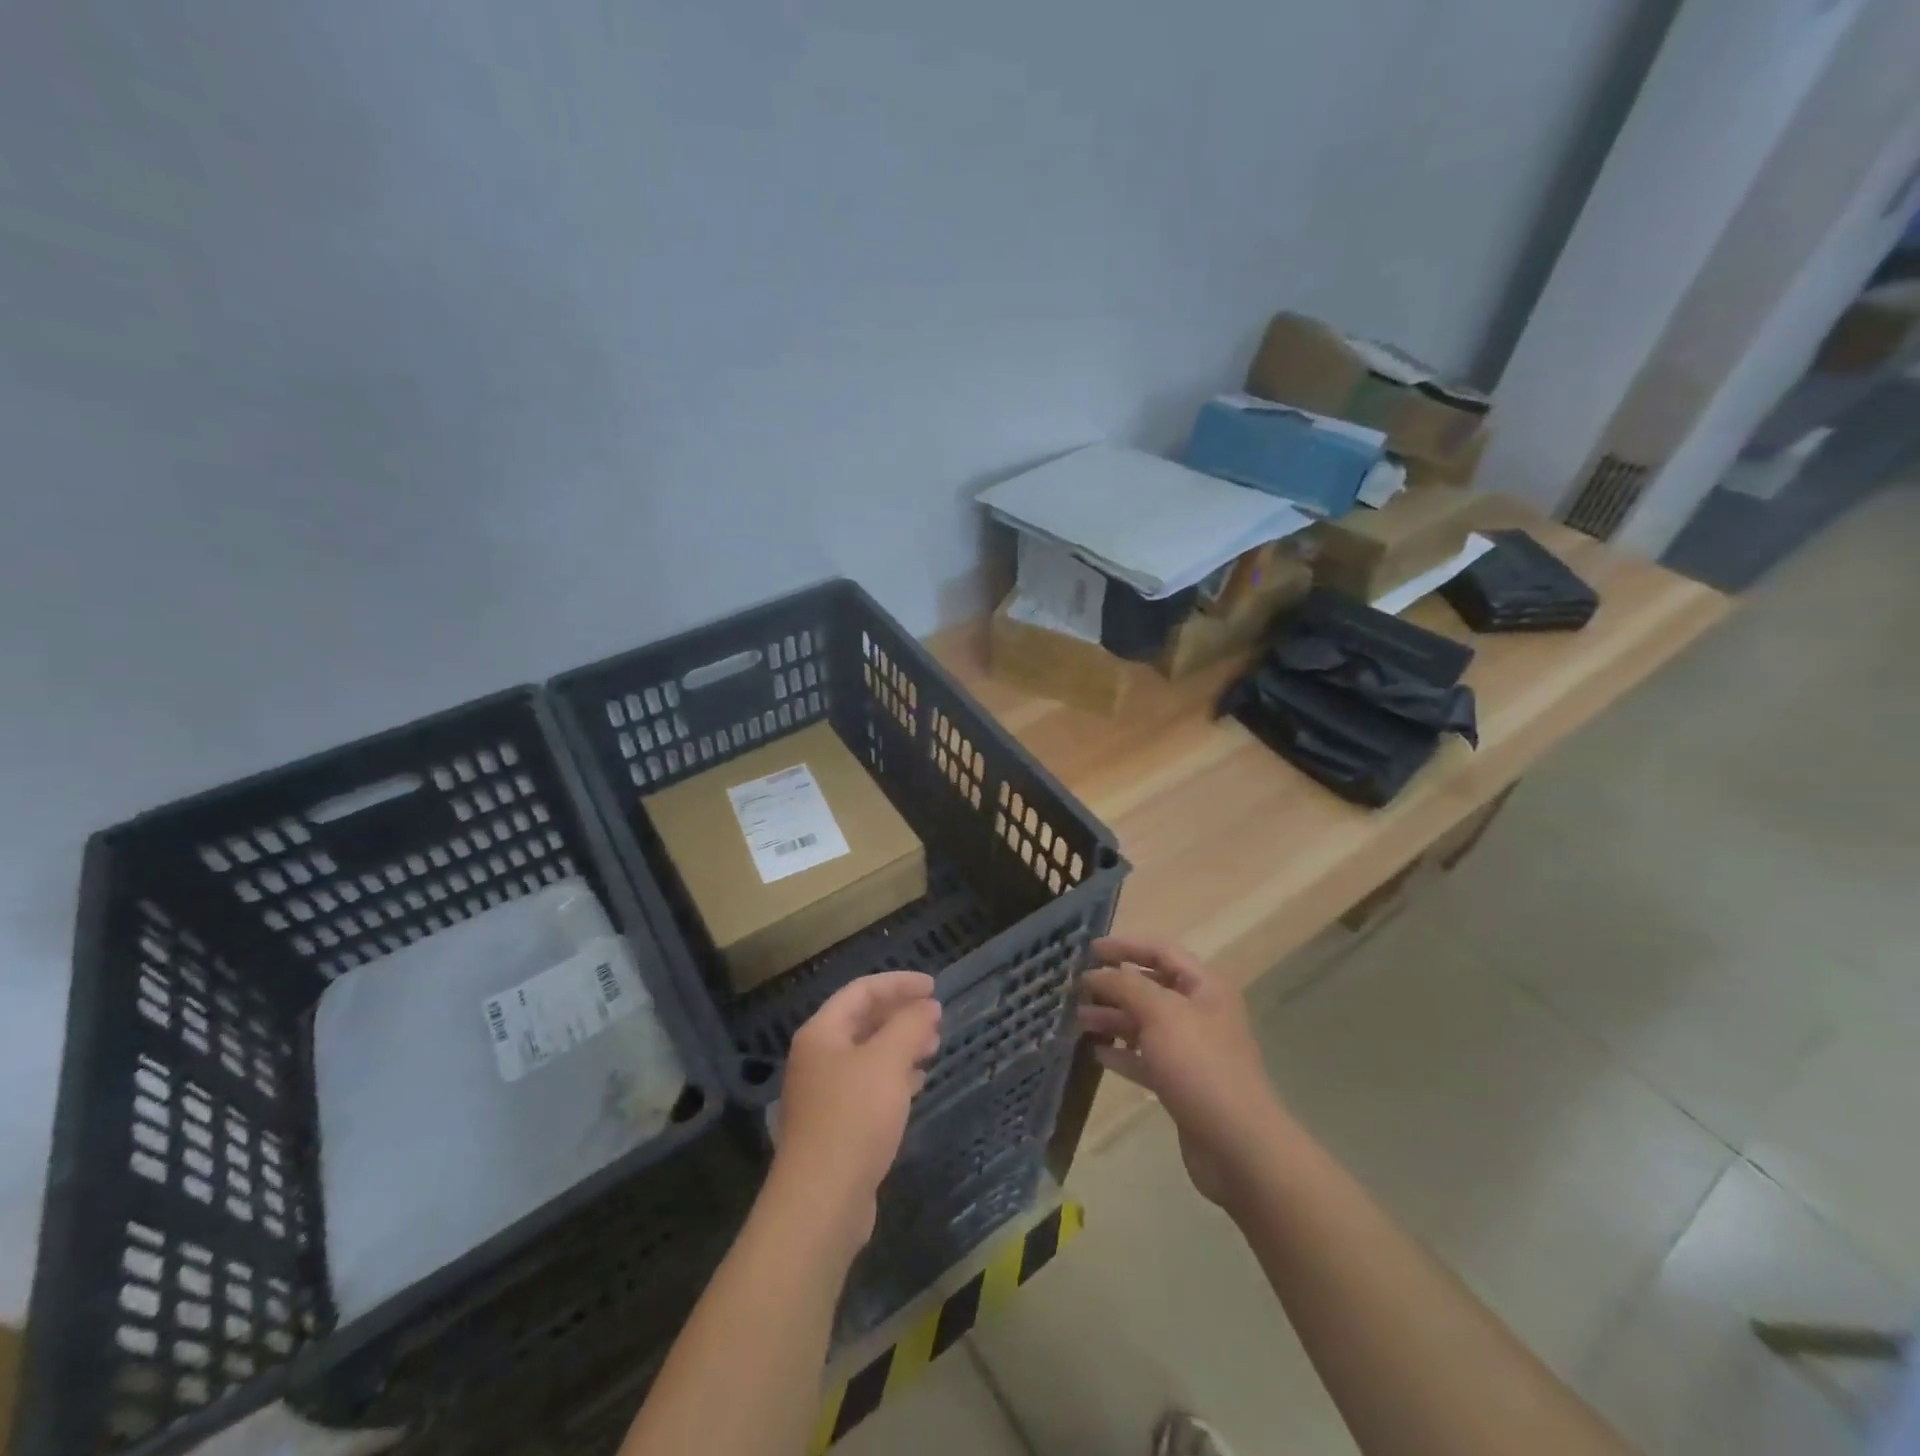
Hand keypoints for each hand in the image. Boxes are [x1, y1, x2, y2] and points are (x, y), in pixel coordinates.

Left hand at [772, 971, 941, 1252]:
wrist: (822, 1201)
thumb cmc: (853, 1117)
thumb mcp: (887, 1062)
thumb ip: (909, 1026)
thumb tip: (927, 1006)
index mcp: (821, 1033)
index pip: (861, 991)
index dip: (898, 983)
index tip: (933, 987)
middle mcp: (818, 1057)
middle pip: (862, 1022)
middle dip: (900, 1015)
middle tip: (936, 1018)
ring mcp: (824, 1093)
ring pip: (867, 1055)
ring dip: (900, 1045)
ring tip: (933, 1047)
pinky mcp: (836, 1125)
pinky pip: (868, 1085)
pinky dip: (894, 1076)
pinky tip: (916, 1083)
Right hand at [1076, 937, 1283, 1207]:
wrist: (1237, 1145)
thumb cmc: (1200, 1065)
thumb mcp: (1160, 1013)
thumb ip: (1125, 985)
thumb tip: (1096, 973)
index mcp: (1204, 987)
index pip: (1161, 951)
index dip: (1125, 946)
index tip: (1089, 950)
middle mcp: (1200, 1013)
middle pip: (1151, 988)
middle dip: (1114, 986)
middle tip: (1076, 989)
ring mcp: (1192, 1050)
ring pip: (1145, 1024)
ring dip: (1112, 1019)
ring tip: (1078, 1021)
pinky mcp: (1182, 1083)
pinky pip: (1146, 1058)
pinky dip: (1122, 1053)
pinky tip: (1096, 1053)